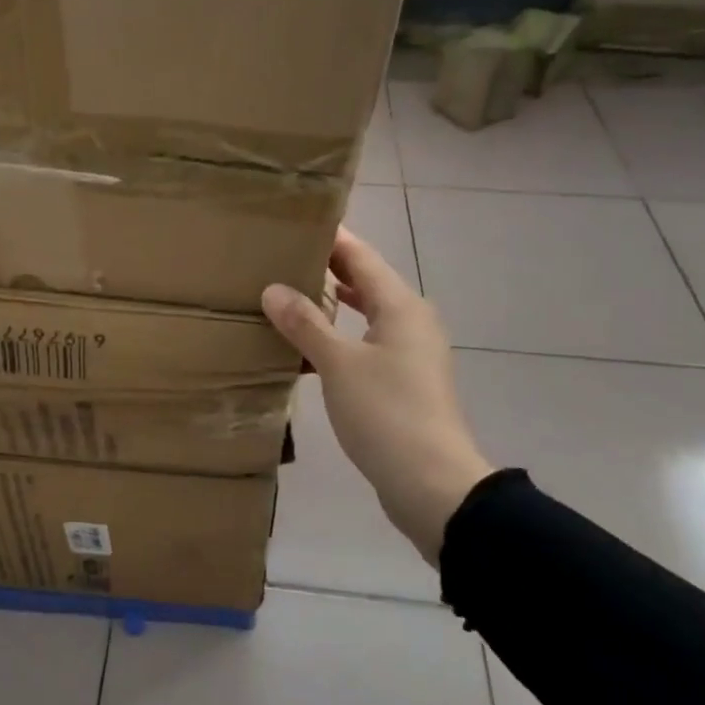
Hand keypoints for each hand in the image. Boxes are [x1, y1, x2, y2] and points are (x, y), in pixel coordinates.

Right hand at [263, 229, 493, 565]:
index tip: (297, 221)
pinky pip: (366, 342)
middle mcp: (410, 322)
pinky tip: (309, 346)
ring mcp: (410, 354)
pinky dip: (339, 335)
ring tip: (289, 293)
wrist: (431, 483)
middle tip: (281, 255)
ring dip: (332, 303)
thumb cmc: (386, 414)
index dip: (331, 238)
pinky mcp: (403, 382)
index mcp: (400, 307)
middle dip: (327, 268)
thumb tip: (272, 289)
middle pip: (365, 283)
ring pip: (365, 314)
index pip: (361, 257)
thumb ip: (305, 324)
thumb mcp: (338, 365)